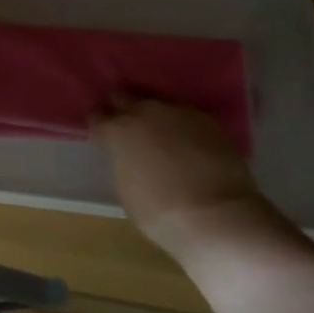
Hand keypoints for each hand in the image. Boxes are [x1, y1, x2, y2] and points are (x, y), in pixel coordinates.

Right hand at [93, 99, 266, 247]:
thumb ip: (123, 163)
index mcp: (117, 132)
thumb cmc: (160, 213)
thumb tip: (128, 157)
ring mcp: (177, 112)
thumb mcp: (125, 190)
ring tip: (159, 131)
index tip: (103, 136)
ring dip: (153, 114)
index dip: (100, 127)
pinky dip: (181, 124)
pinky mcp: (207, 119)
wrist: (216, 215)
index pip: (97, 118)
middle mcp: (144, 113)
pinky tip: (187, 140)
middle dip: (122, 109)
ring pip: (157, 101)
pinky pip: (185, 114)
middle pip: (124, 97)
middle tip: (126, 126)